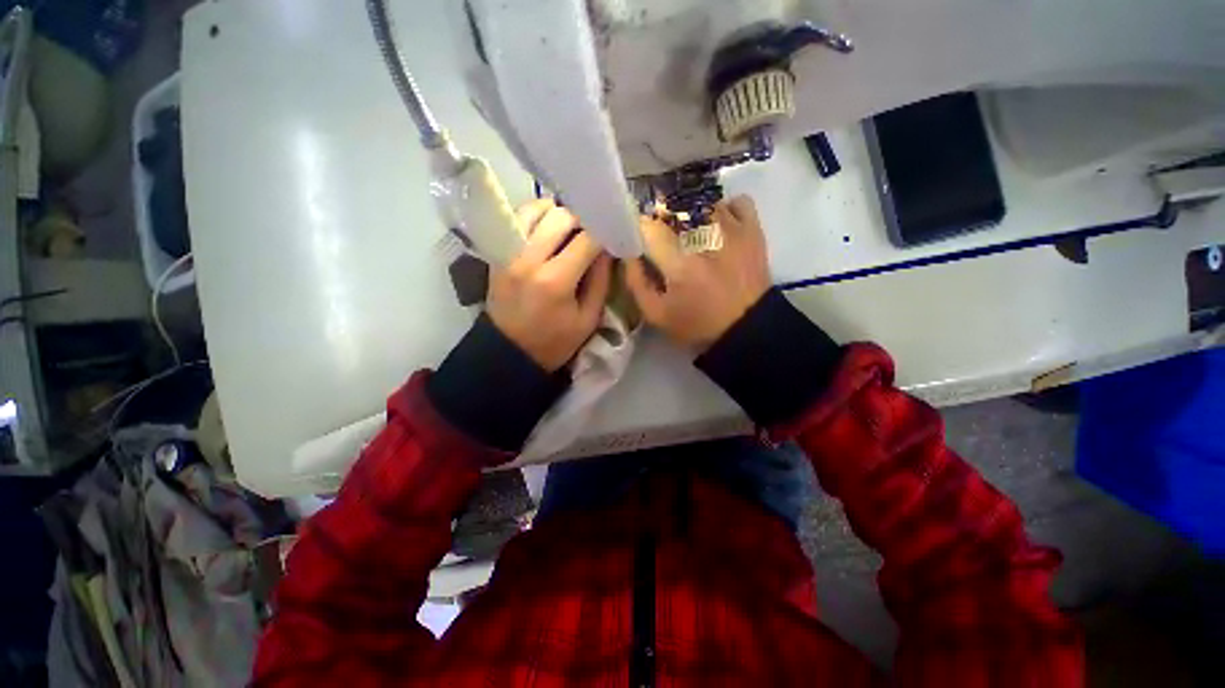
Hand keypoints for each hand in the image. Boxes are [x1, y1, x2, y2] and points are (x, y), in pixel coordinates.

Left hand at [487, 199, 611, 370]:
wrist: (509, 352)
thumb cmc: (554, 342)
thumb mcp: (588, 319)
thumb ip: (600, 281)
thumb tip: (606, 249)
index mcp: (555, 281)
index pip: (586, 240)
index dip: (604, 234)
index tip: (612, 236)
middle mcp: (528, 260)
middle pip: (560, 217)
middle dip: (582, 221)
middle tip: (591, 233)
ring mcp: (508, 253)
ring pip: (535, 209)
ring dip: (557, 213)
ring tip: (568, 228)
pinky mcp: (497, 253)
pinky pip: (518, 220)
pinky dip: (536, 217)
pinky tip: (547, 231)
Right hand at [625, 196, 770, 352]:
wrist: (748, 329)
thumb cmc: (697, 324)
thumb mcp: (656, 314)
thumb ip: (636, 282)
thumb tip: (629, 254)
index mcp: (680, 262)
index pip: (649, 226)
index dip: (640, 227)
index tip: (641, 237)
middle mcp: (706, 238)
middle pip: (675, 207)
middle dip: (663, 217)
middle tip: (664, 236)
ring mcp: (733, 229)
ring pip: (703, 202)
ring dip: (691, 213)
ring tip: (690, 231)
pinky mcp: (753, 230)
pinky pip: (736, 202)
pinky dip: (724, 209)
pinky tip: (719, 225)